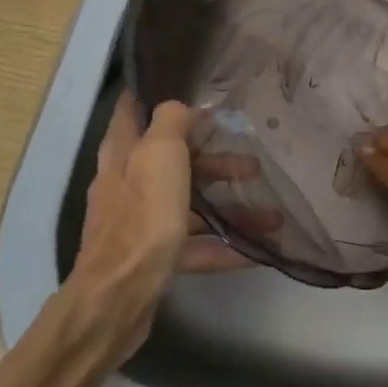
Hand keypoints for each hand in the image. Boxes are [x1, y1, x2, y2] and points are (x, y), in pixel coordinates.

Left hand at [69, 95, 255, 359]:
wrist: (118, 298)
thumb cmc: (142, 215)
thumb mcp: (159, 152)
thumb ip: (172, 120)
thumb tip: (184, 106)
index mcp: (123, 152)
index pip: (132, 108)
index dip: (154, 93)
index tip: (189, 88)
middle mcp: (127, 182)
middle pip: (173, 160)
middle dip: (213, 159)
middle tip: (252, 162)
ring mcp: (139, 222)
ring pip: (187, 202)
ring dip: (225, 204)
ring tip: (269, 213)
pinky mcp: (152, 257)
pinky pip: (193, 244)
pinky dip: (221, 245)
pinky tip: (254, 252)